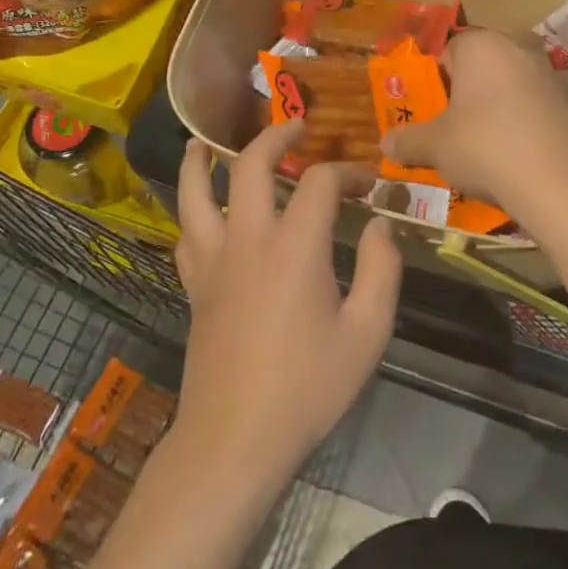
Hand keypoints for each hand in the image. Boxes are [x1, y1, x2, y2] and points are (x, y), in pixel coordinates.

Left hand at [171, 121, 401, 482]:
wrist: (235, 440)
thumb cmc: (308, 387)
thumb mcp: (368, 333)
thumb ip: (382, 270)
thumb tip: (382, 225)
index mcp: (295, 246)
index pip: (319, 182)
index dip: (347, 172)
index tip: (367, 184)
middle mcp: (248, 239)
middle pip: (250, 165)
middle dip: (275, 138)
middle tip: (296, 129)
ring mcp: (213, 261)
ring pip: (195, 192)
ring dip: (201, 160)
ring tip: (203, 142)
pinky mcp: (194, 286)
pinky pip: (185, 233)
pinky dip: (189, 209)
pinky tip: (198, 208)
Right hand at [380, 28, 567, 221]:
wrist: (558, 183)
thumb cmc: (484, 147)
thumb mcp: (435, 147)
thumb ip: (408, 141)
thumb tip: (385, 144)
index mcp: (482, 45)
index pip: (450, 50)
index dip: (438, 80)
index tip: (434, 110)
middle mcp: (519, 48)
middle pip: (487, 62)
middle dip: (474, 86)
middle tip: (460, 122)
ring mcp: (553, 74)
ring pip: (517, 81)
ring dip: (505, 100)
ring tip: (492, 138)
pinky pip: (543, 106)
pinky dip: (532, 120)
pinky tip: (524, 151)